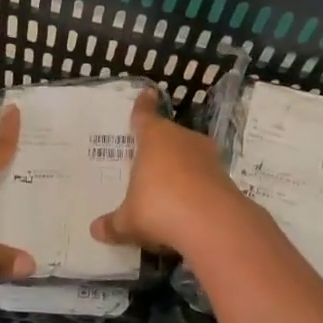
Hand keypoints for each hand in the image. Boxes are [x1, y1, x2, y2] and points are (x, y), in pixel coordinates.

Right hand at [90, 88, 250, 256]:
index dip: (143, 105)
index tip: (148, 92)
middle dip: (160, 145)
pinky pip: (204, 177)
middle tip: (148, 156)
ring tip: (168, 184)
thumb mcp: (129, 221)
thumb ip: (113, 224)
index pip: (145, 116)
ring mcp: (208, 157)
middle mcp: (182, 140)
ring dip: (181, 166)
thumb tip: (95, 230)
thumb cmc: (160, 208)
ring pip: (190, 155)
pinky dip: (196, 186)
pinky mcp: (226, 178)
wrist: (214, 224)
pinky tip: (188, 205)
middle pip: (169, 135)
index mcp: (154, 138)